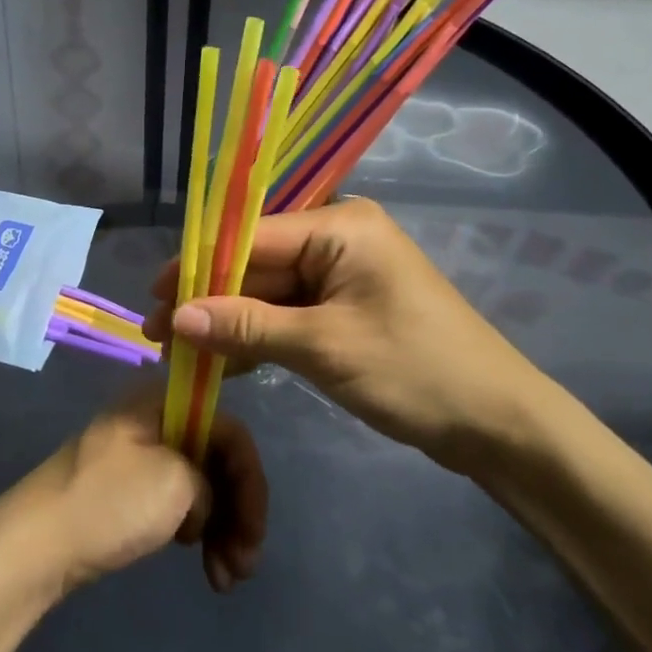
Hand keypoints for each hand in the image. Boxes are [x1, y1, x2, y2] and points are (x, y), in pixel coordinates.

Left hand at [0, 387, 267, 598]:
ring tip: (225, 580)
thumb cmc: (110, 502)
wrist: (36, 543)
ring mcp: (139, 453)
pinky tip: (202, 564)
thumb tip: (205, 498)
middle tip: (246, 566)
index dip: (250, 480)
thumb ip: (211, 480)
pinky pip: (177, 501)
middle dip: (239, 511)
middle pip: (216, 457)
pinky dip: (197, 531)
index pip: (228, 429)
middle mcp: (154, 417)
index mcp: (162, 399)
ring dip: (222, 528)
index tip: (255, 532)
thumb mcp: (176, 483)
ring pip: (200, 484)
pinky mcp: (127, 487)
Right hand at [143, 197, 551, 478]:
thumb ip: (247, 326)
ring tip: (178, 351)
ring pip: (269, 290)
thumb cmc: (414, 371)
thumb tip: (175, 316)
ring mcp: (343, 272)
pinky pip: (290, 311)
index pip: (251, 236)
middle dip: (208, 298)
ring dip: (229, 321)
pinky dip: (259, 335)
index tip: (152, 296)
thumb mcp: (324, 348)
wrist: (500, 425)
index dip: (198, 267)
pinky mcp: (346, 305)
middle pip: (256, 262)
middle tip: (158, 333)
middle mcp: (338, 236)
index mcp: (339, 226)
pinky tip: (222, 361)